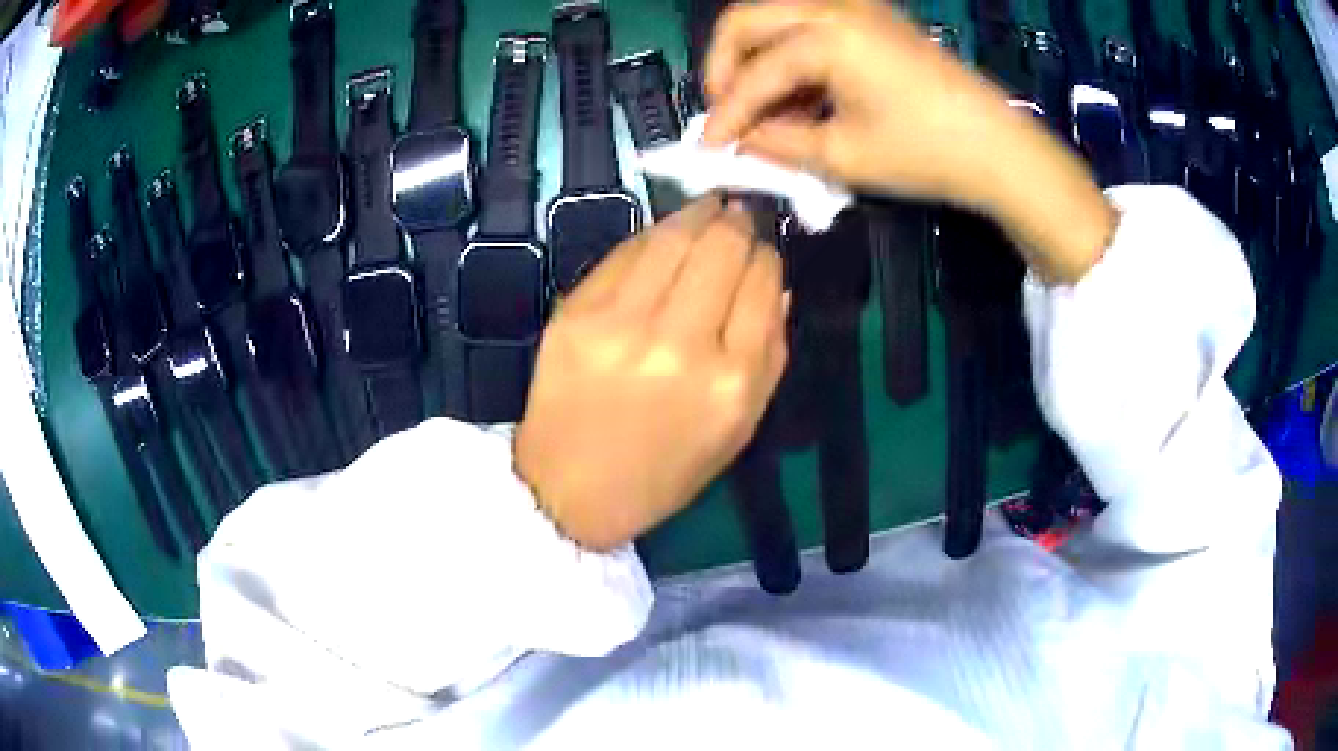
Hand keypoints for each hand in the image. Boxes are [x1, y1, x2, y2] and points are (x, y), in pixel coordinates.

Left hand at [515, 197, 788, 550]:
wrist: (570, 490)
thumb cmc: (664, 471)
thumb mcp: (739, 428)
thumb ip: (769, 353)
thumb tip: (774, 283)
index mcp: (730, 382)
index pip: (761, 282)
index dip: (767, 255)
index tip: (762, 251)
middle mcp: (679, 344)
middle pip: (721, 247)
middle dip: (737, 222)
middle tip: (739, 214)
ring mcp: (620, 323)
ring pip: (672, 236)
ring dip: (698, 214)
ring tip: (710, 207)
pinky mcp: (575, 312)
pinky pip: (625, 252)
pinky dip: (653, 237)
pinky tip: (664, 236)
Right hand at [703, 0, 1116, 282]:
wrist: (999, 147)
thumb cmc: (926, 152)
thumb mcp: (844, 156)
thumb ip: (779, 144)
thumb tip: (740, 141)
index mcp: (825, 36)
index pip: (754, 74)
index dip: (725, 114)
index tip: (708, 149)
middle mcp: (834, 7)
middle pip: (746, 19)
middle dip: (725, 67)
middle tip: (729, 112)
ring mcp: (857, 7)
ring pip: (776, 15)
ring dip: (757, 57)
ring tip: (766, 108)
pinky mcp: (874, 18)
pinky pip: (810, 23)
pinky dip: (792, 52)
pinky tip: (801, 92)